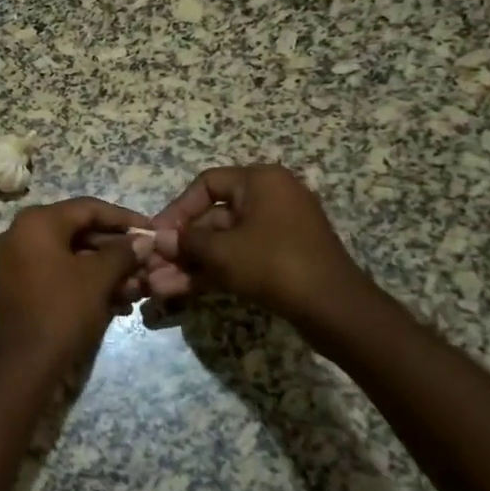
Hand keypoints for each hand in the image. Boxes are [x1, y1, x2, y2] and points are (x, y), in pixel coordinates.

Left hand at [0, 197, 150, 380]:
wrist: (24, 365)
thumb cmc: (62, 311)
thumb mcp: (98, 279)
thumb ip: (123, 253)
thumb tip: (143, 241)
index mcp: (36, 223)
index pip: (88, 208)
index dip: (124, 219)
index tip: (152, 230)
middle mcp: (21, 234)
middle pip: (79, 232)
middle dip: (117, 250)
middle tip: (148, 264)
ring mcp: (17, 261)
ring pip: (72, 256)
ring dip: (106, 270)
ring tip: (139, 289)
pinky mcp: (20, 286)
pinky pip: (59, 273)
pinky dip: (87, 282)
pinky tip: (118, 302)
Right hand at [143, 165, 377, 334]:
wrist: (334, 309)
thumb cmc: (273, 264)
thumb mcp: (221, 251)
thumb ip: (186, 242)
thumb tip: (160, 241)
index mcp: (261, 181)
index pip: (207, 184)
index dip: (177, 209)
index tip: (158, 234)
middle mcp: (271, 198)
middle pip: (213, 216)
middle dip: (182, 245)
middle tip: (155, 265)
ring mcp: (278, 230)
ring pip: (224, 242)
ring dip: (192, 263)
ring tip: (161, 285)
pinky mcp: (282, 258)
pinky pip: (240, 257)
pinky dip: (214, 271)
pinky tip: (183, 290)